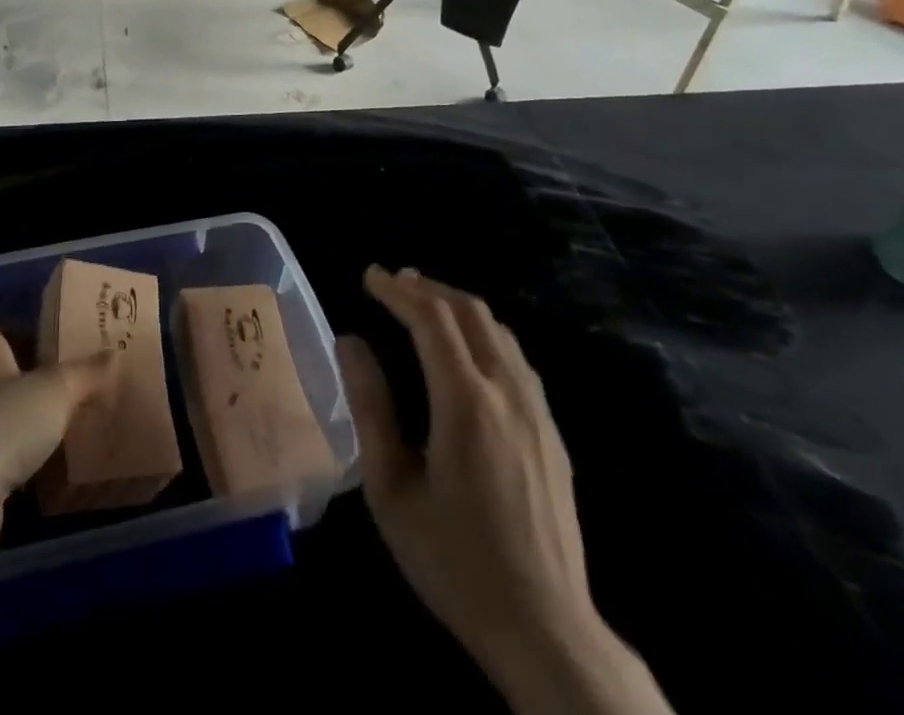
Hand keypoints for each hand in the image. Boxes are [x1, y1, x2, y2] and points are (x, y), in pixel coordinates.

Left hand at [0, 321, 118, 555]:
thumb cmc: (2, 425)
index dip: (5, 332)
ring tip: (43, 432)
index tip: (35, 346)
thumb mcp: (56, 392)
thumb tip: (114, 353)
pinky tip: (23, 471)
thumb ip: (85, 373)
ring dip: (4, 421)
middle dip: (11, 379)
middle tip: (50, 389)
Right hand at [339, 267, 668, 714]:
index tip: (369, 275)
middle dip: (428, 287)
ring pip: (499, 331)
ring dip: (458, 306)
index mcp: (466, 403)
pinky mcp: (552, 432)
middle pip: (470, 312)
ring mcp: (537, 411)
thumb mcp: (392, 489)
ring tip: (424, 302)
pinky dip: (484, 333)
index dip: (398, 290)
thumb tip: (350, 342)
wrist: (546, 629)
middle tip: (393, 281)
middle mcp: (507, 393)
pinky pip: (517, 358)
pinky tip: (467, 349)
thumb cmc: (454, 560)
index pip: (432, 319)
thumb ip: (370, 407)